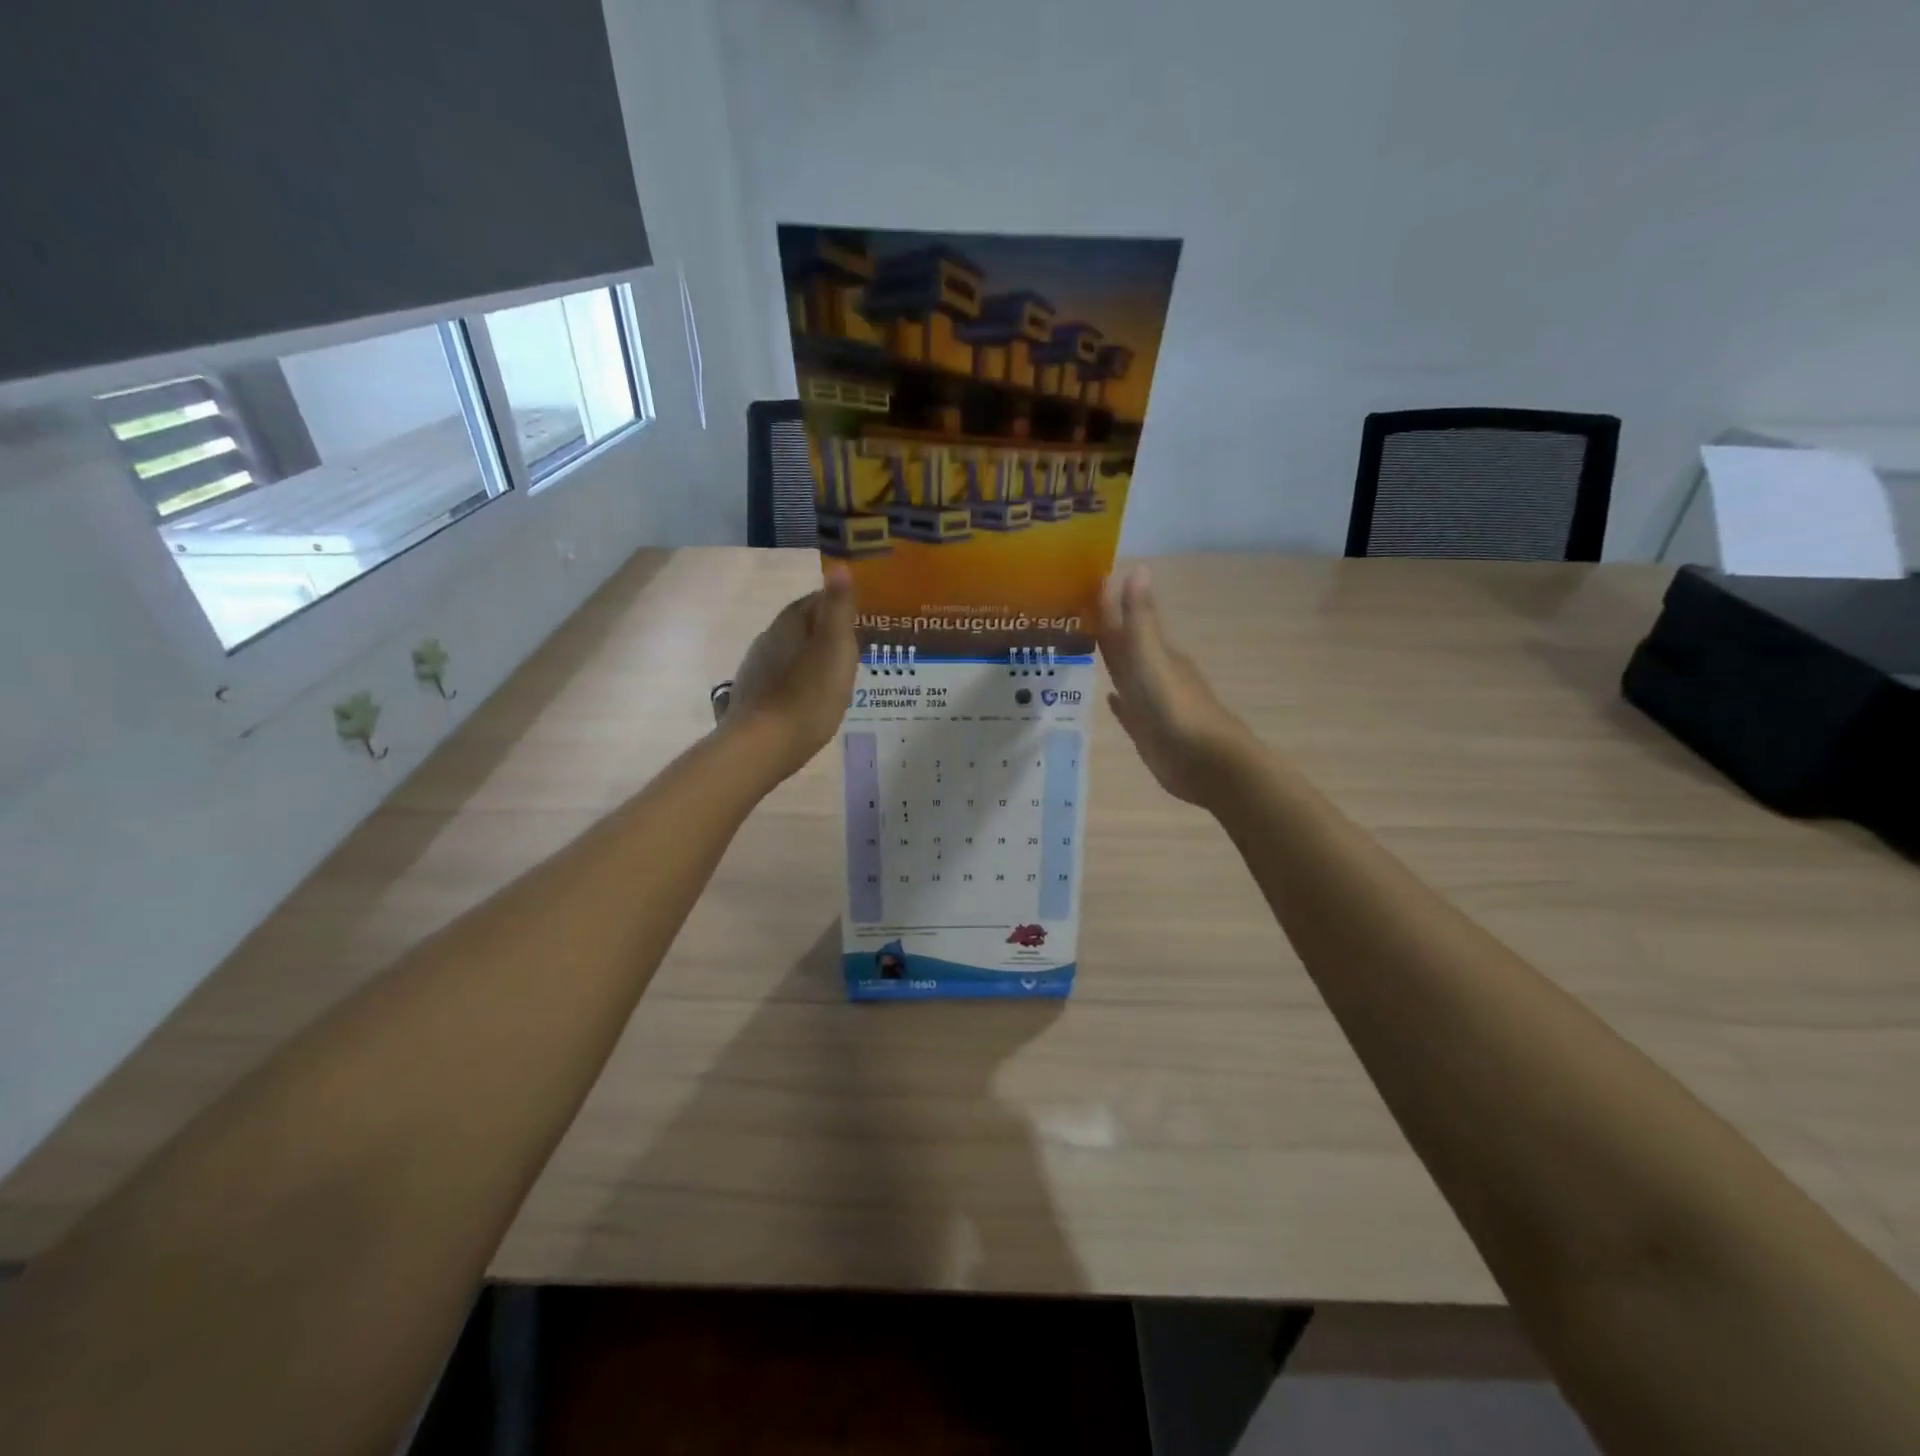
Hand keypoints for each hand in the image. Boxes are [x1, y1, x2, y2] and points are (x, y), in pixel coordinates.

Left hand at [723, 566, 858, 779]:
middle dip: (825, 632)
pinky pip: (783, 678)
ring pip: (791, 652)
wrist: (763, 746)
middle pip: (802, 625)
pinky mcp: (753, 696)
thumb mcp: (835, 648)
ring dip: (811, 658)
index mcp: (790, 623)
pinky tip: (810, 699)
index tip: (860, 618)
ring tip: (836, 676)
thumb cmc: (808, 696)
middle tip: (854, 649)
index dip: (838, 605)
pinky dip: (799, 681)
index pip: (816, 599)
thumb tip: (839, 566)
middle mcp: (768, 638)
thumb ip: (838, 608)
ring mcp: (756, 668)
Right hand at [1098, 566, 1255, 806]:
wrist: (1204, 763)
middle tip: (1069, 616)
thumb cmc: (1175, 708)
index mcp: (1156, 654)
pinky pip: (1129, 710)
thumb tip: (1137, 567)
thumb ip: (1140, 620)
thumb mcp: (1153, 658)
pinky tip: (1109, 697)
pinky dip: (1119, 702)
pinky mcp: (1148, 731)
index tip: (1081, 584)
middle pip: (1125, 647)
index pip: (1126, 622)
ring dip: (1109, 664)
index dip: (1108, 604)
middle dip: (1104, 631)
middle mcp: (1154, 674)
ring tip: (1079, 651)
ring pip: (1125, 676)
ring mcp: (1152, 704)